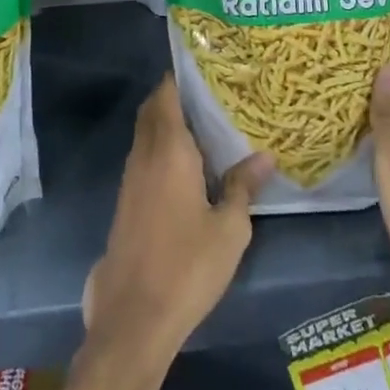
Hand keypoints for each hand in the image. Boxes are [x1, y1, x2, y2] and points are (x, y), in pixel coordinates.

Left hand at [83, 76, 271, 363]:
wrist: (133, 320)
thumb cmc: (187, 266)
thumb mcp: (230, 228)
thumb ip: (243, 186)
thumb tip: (264, 156)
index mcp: (169, 150)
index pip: (165, 95)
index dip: (180, 77)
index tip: (205, 69)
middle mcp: (144, 156)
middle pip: (152, 111)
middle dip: (174, 97)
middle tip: (209, 95)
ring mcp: (130, 181)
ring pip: (146, 136)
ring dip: (167, 125)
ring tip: (205, 127)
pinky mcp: (126, 205)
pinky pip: (144, 160)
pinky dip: (161, 151)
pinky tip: (187, 169)